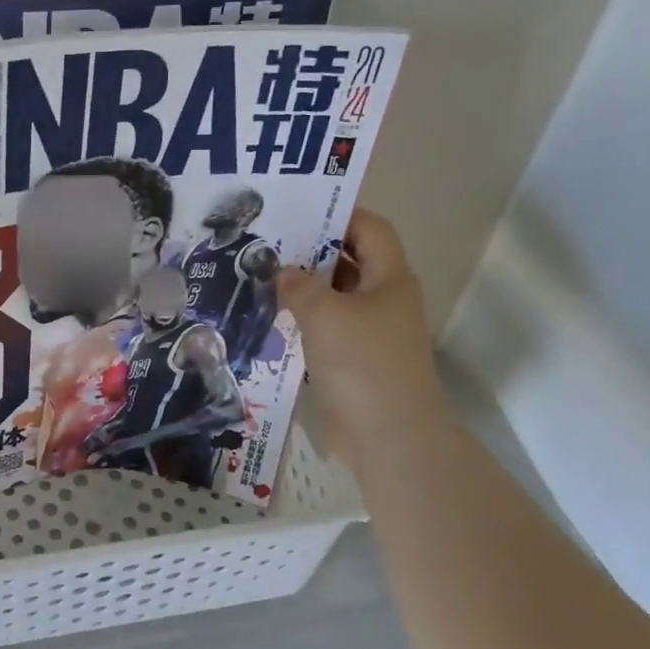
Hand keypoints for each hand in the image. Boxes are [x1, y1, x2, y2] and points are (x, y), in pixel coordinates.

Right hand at [278, 210, 450, 457]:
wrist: (389, 436)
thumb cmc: (363, 363)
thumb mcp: (325, 313)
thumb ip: (299, 285)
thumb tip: (283, 272)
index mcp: (389, 278)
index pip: (369, 228)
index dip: (337, 214)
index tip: (295, 212)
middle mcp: (383, 299)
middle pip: (349, 260)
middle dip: (311, 251)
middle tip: (267, 243)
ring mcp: (370, 331)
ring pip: (334, 296)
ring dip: (303, 287)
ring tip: (260, 276)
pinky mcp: (354, 359)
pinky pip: (325, 326)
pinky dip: (302, 319)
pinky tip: (270, 317)